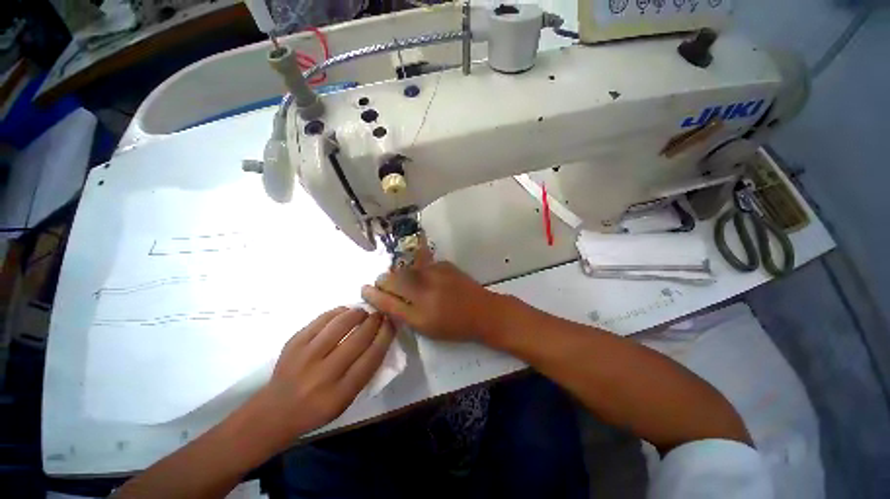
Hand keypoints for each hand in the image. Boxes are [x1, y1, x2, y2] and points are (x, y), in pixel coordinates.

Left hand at [261, 307, 394, 438]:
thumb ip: (365, 371)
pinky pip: (321, 319)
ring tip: (363, 312)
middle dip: (374, 321)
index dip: (385, 335)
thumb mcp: (346, 400)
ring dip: (357, 313)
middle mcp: (324, 374)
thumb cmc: (317, 408)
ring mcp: (306, 356)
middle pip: (358, 339)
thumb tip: (380, 337)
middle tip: (380, 315)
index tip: (391, 323)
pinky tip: (345, 312)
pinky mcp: (294, 343)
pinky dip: (338, 312)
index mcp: (341, 393)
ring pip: (340, 325)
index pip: (372, 357)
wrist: (274, 412)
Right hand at [361, 259, 503, 342]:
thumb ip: (404, 314)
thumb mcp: (427, 329)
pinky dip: (416, 270)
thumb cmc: (455, 326)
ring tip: (401, 280)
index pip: (387, 301)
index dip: (372, 295)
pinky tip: (422, 276)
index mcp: (420, 313)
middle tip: (382, 284)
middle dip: (383, 281)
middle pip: (393, 279)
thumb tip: (386, 301)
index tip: (364, 290)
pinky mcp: (443, 264)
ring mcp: (435, 273)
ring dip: (399, 274)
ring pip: (406, 269)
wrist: (483, 311)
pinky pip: (421, 264)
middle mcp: (425, 290)